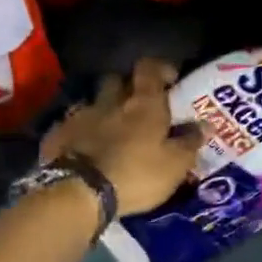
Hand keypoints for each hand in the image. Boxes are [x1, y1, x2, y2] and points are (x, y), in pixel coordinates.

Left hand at [40, 58, 203, 215]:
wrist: (78, 194)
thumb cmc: (136, 175)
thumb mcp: (175, 165)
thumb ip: (190, 142)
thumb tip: (204, 125)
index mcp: (143, 103)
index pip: (149, 68)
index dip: (160, 69)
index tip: (170, 81)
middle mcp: (111, 101)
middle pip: (117, 80)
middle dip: (127, 87)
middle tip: (139, 106)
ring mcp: (80, 116)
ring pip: (94, 101)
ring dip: (104, 110)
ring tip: (112, 130)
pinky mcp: (58, 135)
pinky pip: (73, 125)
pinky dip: (82, 132)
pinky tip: (86, 148)